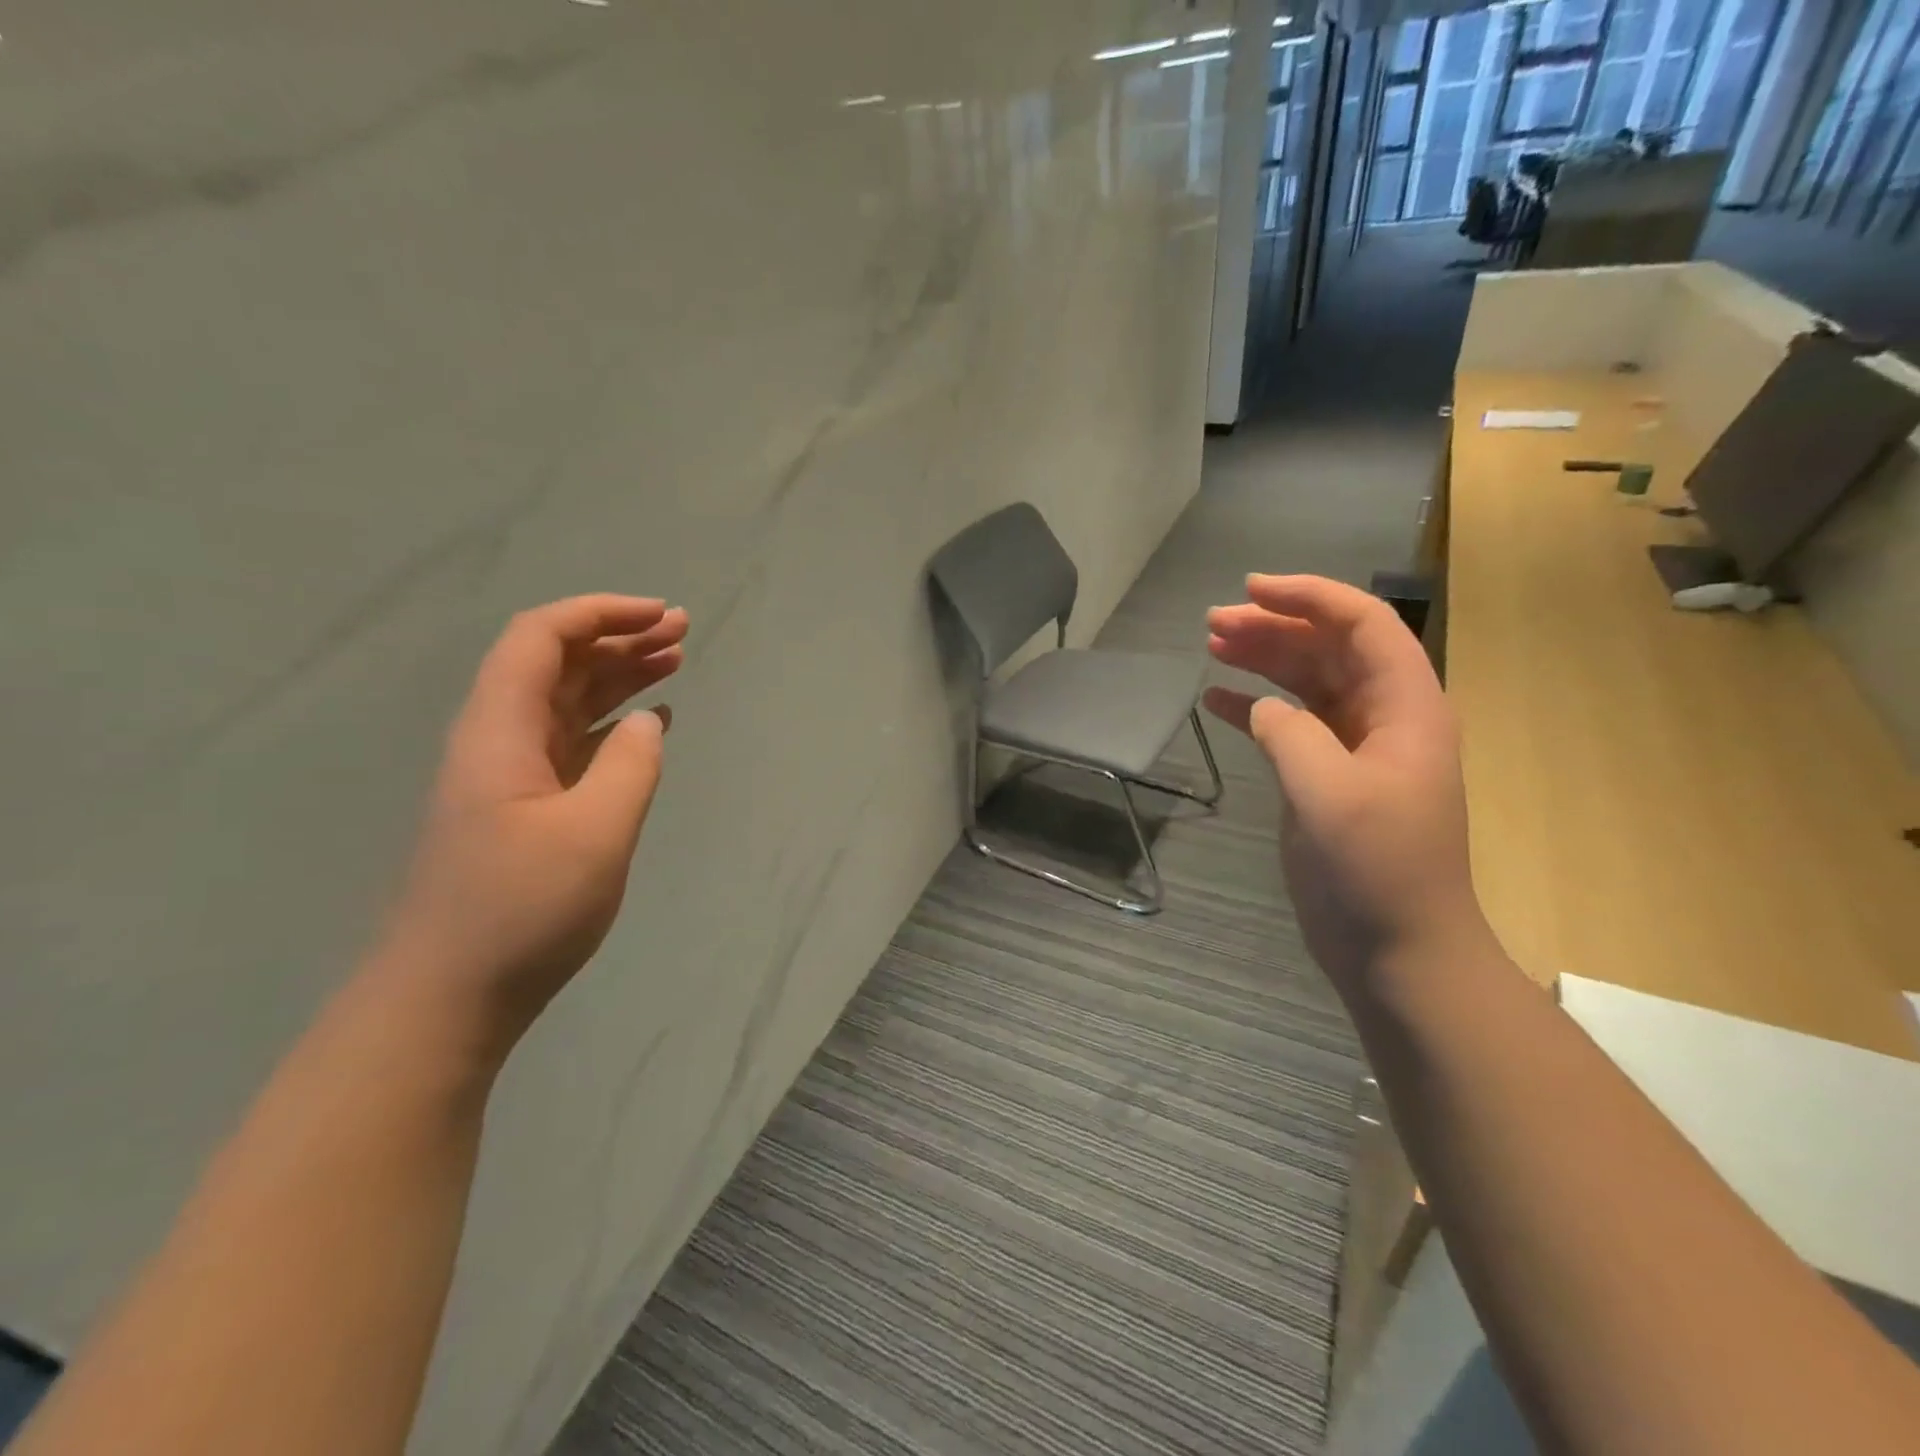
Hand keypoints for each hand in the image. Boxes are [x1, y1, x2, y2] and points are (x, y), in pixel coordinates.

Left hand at [375, 595, 688, 1060]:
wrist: (449, 997)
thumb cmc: (521, 910)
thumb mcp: (595, 832)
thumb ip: (631, 765)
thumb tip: (647, 722)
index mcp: (501, 731)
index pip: (541, 639)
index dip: (600, 613)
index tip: (661, 615)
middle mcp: (499, 741)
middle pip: (556, 664)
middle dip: (618, 638)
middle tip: (682, 631)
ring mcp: (510, 777)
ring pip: (566, 702)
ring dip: (618, 677)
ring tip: (675, 662)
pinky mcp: (525, 810)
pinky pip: (572, 744)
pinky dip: (612, 724)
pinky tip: (647, 726)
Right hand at [1203, 575, 1484, 994]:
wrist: (1398, 950)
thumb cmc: (1376, 869)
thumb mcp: (1329, 793)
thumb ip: (1290, 734)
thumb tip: (1260, 707)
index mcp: (1405, 708)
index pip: (1363, 625)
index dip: (1310, 597)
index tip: (1251, 588)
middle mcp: (1383, 717)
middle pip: (1329, 648)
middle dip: (1274, 626)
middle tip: (1213, 621)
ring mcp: (1354, 750)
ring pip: (1307, 682)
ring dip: (1262, 659)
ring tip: (1211, 644)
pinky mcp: (1326, 779)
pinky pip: (1289, 725)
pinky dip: (1254, 708)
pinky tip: (1215, 701)